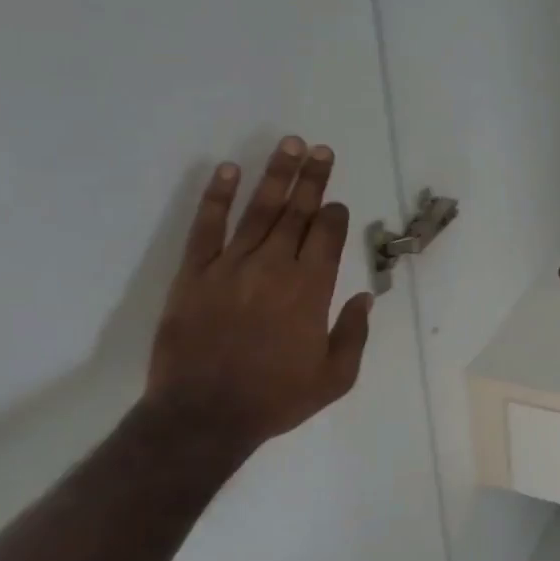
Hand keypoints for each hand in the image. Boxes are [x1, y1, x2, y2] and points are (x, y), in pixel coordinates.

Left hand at [146, 136, 371, 447]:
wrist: (203, 416)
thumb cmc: (275, 399)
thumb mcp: (335, 378)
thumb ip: (354, 334)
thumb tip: (365, 297)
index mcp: (310, 290)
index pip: (326, 235)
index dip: (334, 213)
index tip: (337, 201)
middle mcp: (274, 267)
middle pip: (297, 212)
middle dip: (312, 178)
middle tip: (319, 149)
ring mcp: (231, 266)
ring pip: (259, 210)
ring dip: (275, 175)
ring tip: (288, 145)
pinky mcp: (194, 273)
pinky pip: (207, 227)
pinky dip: (217, 197)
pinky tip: (227, 170)